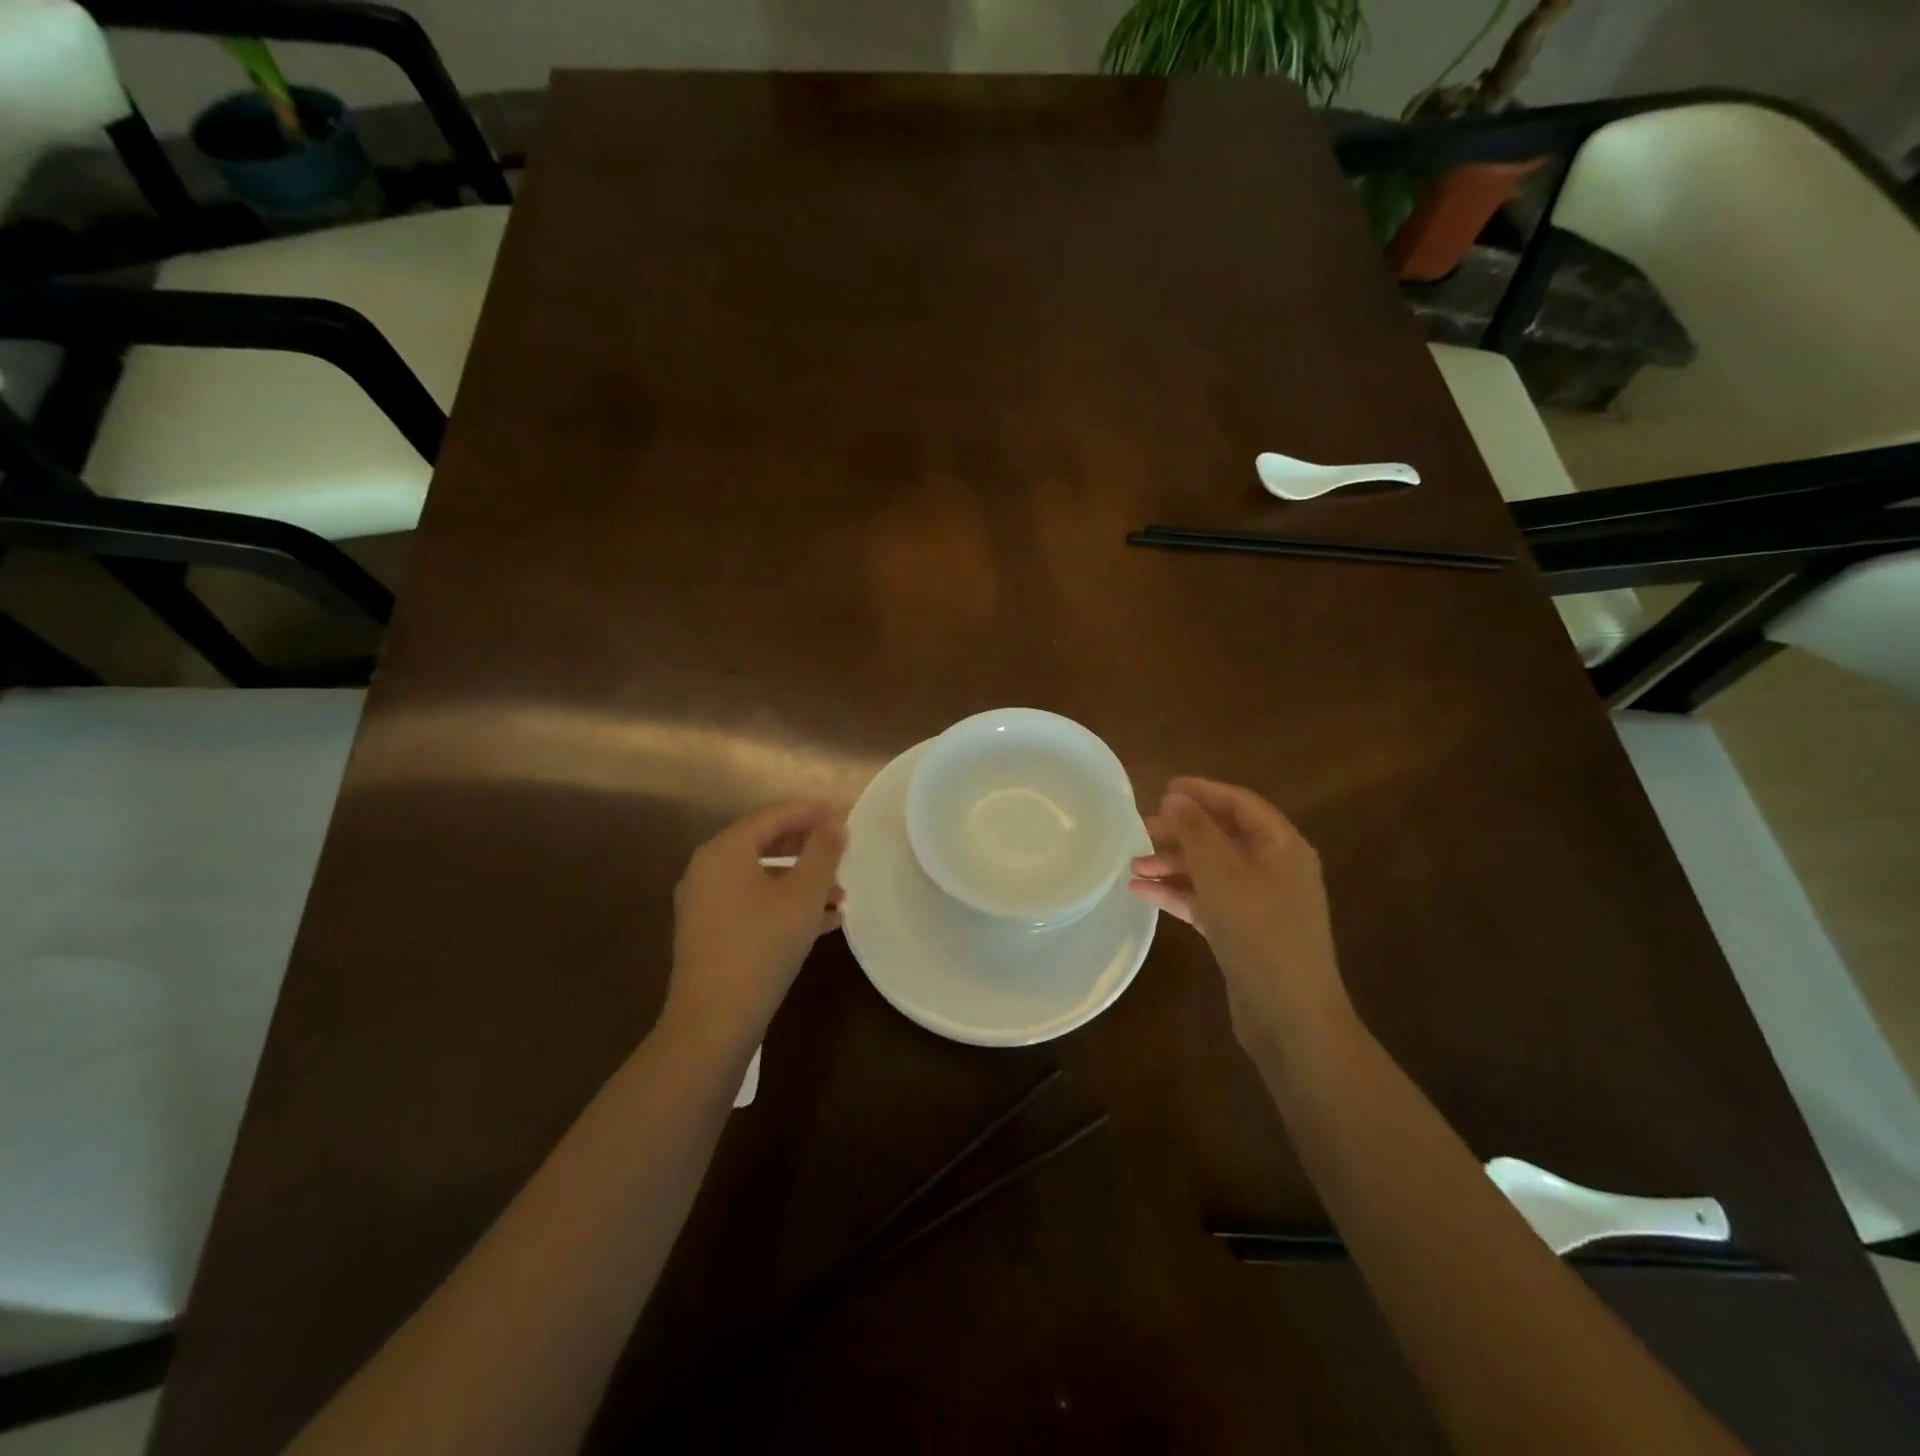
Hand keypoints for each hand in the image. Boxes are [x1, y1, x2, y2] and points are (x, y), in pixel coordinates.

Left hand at [664, 800, 845, 1054]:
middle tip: (840, 847)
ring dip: (801, 880)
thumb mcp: (803, 895)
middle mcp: (707, 870)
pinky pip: (753, 904)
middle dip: (806, 847)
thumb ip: (823, 853)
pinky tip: (822, 922)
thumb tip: (835, 824)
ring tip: (839, 893)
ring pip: (761, 878)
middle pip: (764, 844)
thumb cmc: (762, 945)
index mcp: (724, 851)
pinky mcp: (710, 934)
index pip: (771, 816)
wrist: (714, 1020)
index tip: (840, 812)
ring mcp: (705, 904)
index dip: (808, 812)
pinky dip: (785, 904)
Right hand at [1128, 777, 1351, 1054]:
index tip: (1163, 788)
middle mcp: (1275, 870)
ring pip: (1211, 871)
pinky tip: (1141, 892)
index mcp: (1282, 847)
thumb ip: (1196, 831)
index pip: (1240, 805)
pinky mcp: (1243, 932)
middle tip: (1141, 828)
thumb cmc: (1258, 931)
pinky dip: (1177, 894)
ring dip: (1173, 864)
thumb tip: (1177, 797)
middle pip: (1223, 837)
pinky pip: (1206, 901)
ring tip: (1132, 864)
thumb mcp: (1221, 874)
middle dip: (1181, 831)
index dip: (1203, 792)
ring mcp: (1260, 903)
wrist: (1289, 1015)